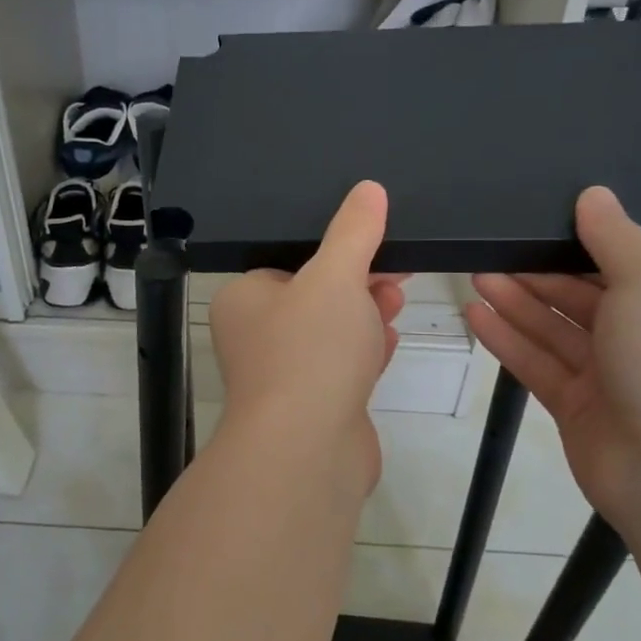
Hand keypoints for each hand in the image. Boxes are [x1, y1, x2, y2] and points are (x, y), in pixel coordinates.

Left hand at [209, 181, 405, 502]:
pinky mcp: (312, 408)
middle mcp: (255, 337)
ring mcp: (283, 377)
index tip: (375, 244)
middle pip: (314, 298)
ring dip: (363, 317)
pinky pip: (340, 370)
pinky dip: (363, 354)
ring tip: (395, 302)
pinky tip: (387, 345)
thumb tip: (369, 189)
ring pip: (330, 334)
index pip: (289, 262)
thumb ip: (353, 231)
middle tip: (395, 274)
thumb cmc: (309, 350)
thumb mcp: (335, 277)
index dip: (334, 252)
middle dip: (357, 284)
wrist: (307, 451)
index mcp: (244, 300)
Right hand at [465, 186, 640, 521]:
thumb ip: (616, 239)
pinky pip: (538, 364)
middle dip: (539, 272)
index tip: (540, 221)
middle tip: (492, 247)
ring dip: (518, 302)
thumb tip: (594, 194)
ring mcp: (612, 378)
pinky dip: (509, 340)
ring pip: (556, 329)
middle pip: (584, 296)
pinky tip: (476, 315)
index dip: (583, 243)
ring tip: (475, 273)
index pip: (628, 266)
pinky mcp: (577, 407)